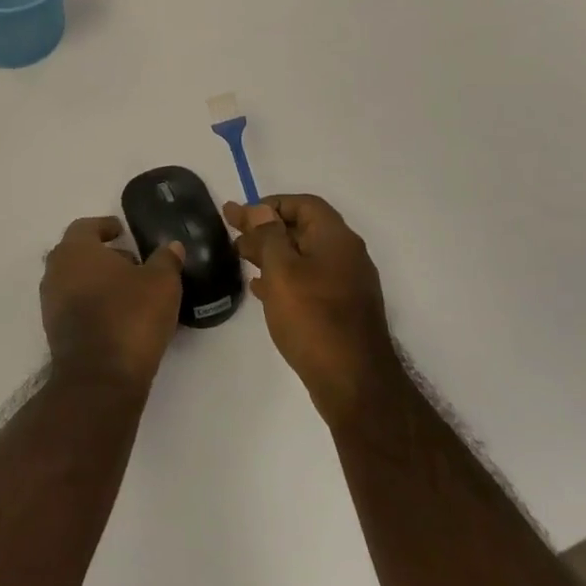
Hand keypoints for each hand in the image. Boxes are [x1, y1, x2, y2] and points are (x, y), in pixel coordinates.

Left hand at [40, 217, 183, 396]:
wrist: (99, 378)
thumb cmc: (129, 317)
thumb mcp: (161, 283)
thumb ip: (166, 259)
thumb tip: (172, 246)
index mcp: (75, 250)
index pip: (85, 226)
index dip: (104, 226)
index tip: (121, 231)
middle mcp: (56, 271)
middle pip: (77, 253)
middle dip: (102, 255)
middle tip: (131, 261)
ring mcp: (51, 303)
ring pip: (74, 280)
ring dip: (97, 281)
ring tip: (129, 290)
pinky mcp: (55, 331)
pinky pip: (74, 306)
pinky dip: (92, 303)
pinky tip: (118, 315)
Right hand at [223, 194, 401, 425]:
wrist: (353, 381)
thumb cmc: (313, 317)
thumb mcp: (282, 270)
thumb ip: (268, 235)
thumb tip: (260, 209)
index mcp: (336, 238)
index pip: (303, 204)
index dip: (270, 204)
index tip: (241, 215)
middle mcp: (346, 255)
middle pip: (302, 229)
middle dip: (266, 228)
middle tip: (232, 234)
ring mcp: (346, 283)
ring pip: (303, 256)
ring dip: (271, 253)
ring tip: (240, 258)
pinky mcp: (341, 309)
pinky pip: (308, 280)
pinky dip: (283, 277)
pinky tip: (260, 288)